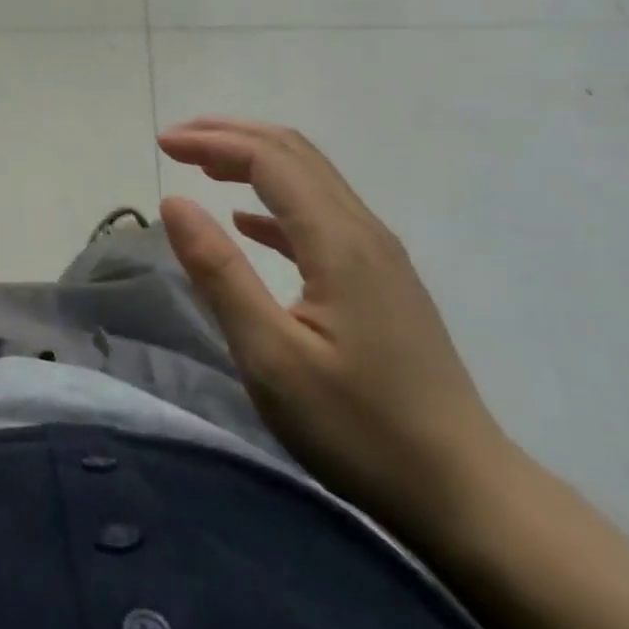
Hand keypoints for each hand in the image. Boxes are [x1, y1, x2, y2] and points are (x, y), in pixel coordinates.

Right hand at [157, 117, 514, 539]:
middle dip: (231, 136)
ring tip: (202, 166)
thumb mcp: (270, 356)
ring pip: (311, 178)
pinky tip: (247, 222)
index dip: (212, 141)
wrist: (466, 493)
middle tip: (176, 142)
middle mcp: (363, 232)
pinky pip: (321, 214)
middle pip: (294, 153)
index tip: (161, 145)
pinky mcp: (381, 281)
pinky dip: (274, 200)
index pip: (268, 160)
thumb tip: (174, 202)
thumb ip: (219, 272)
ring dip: (253, 160)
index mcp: (338, 242)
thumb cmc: (359, 428)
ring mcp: (379, 256)